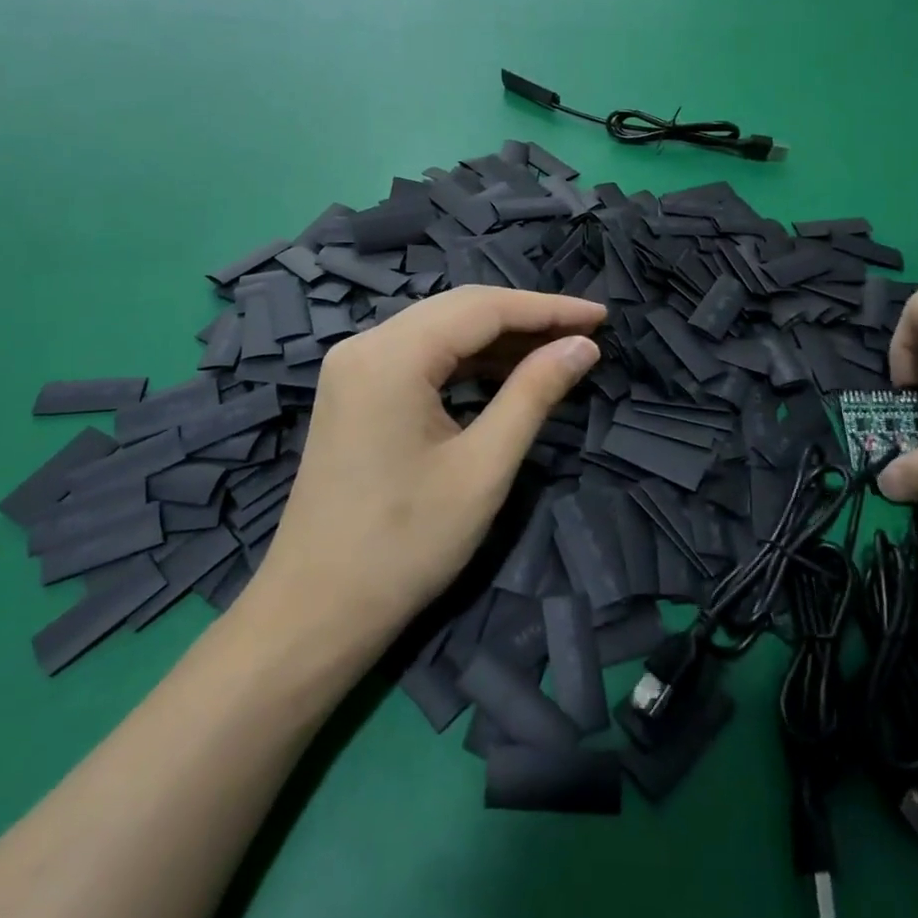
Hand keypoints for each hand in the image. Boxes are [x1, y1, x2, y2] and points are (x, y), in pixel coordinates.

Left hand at [257, 286, 603, 644]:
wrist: (317, 610)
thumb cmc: (406, 544)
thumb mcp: (483, 467)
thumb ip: (534, 393)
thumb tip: (582, 345)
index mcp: (391, 354)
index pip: (482, 307)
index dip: (547, 308)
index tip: (600, 316)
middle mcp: (365, 343)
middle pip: (459, 309)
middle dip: (525, 318)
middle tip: (584, 332)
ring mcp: (353, 366)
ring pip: (439, 330)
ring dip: (497, 339)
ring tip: (556, 351)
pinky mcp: (354, 389)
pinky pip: (419, 356)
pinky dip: (465, 361)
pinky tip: (505, 373)